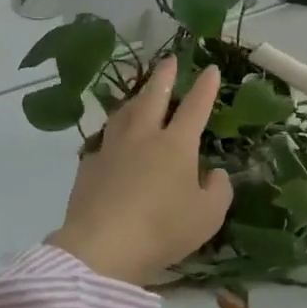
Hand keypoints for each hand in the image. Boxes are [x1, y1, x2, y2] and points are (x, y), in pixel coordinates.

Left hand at [47, 57, 233, 285]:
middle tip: (169, 60)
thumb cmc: (163, 229)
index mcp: (177, 145)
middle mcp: (144, 138)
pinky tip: (111, 139)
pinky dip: (112, 133)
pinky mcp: (88, 167)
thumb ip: (218, 191)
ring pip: (124, 113)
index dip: (205, 88)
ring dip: (135, 98)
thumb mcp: (208, 216)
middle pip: (154, 98)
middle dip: (164, 77)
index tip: (211, 69)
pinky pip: (103, 141)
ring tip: (140, 93)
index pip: (195, 108)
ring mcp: (112, 150)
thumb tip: (214, 174)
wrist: (102, 247)